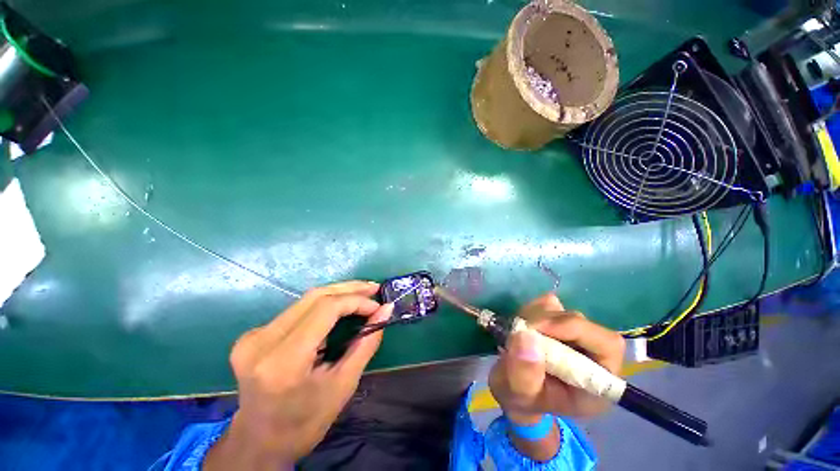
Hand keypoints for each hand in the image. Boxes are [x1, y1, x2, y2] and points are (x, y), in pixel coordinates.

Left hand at [205, 281, 391, 469]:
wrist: (259, 443)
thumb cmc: (305, 422)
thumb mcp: (343, 385)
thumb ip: (366, 343)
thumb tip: (386, 310)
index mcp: (283, 361)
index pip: (325, 309)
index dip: (355, 301)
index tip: (377, 306)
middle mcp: (262, 341)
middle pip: (315, 297)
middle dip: (349, 289)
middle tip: (374, 289)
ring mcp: (253, 336)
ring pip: (306, 299)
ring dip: (338, 293)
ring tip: (363, 294)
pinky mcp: (254, 334)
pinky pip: (297, 309)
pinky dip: (324, 304)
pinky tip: (340, 307)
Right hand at [489, 293, 624, 424]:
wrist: (515, 389)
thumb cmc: (523, 399)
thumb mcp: (518, 395)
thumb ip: (523, 373)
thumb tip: (525, 335)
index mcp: (597, 382)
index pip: (607, 345)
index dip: (576, 330)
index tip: (537, 329)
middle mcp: (592, 354)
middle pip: (580, 322)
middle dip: (546, 322)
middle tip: (520, 330)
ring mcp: (574, 334)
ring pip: (561, 310)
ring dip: (534, 317)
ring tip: (518, 335)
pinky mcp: (557, 320)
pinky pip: (547, 304)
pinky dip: (530, 310)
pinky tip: (522, 326)